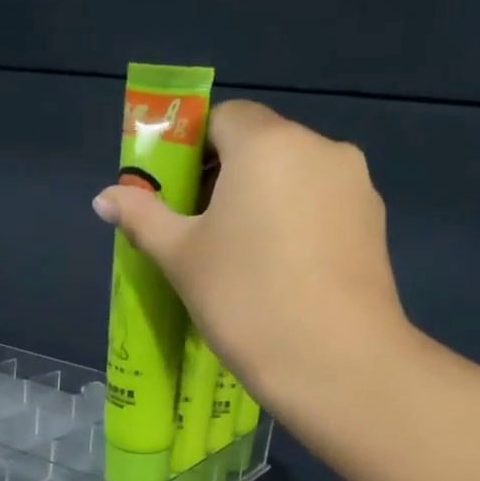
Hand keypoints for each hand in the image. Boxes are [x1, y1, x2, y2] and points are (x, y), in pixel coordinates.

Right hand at [93, 101, 410, 417]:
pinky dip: (299, 225)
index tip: (180, 198)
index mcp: (267, 143)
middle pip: (262, 146)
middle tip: (205, 236)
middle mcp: (319, 147)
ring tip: (247, 261)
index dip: (194, 151)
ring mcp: (355, 185)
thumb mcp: (182, 259)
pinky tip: (286, 274)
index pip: (224, 118)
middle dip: (228, 179)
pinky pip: (323, 207)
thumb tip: (104, 198)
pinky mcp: (375, 223)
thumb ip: (143, 218)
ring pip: (296, 178)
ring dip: (266, 202)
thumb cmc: (246, 301)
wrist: (336, 362)